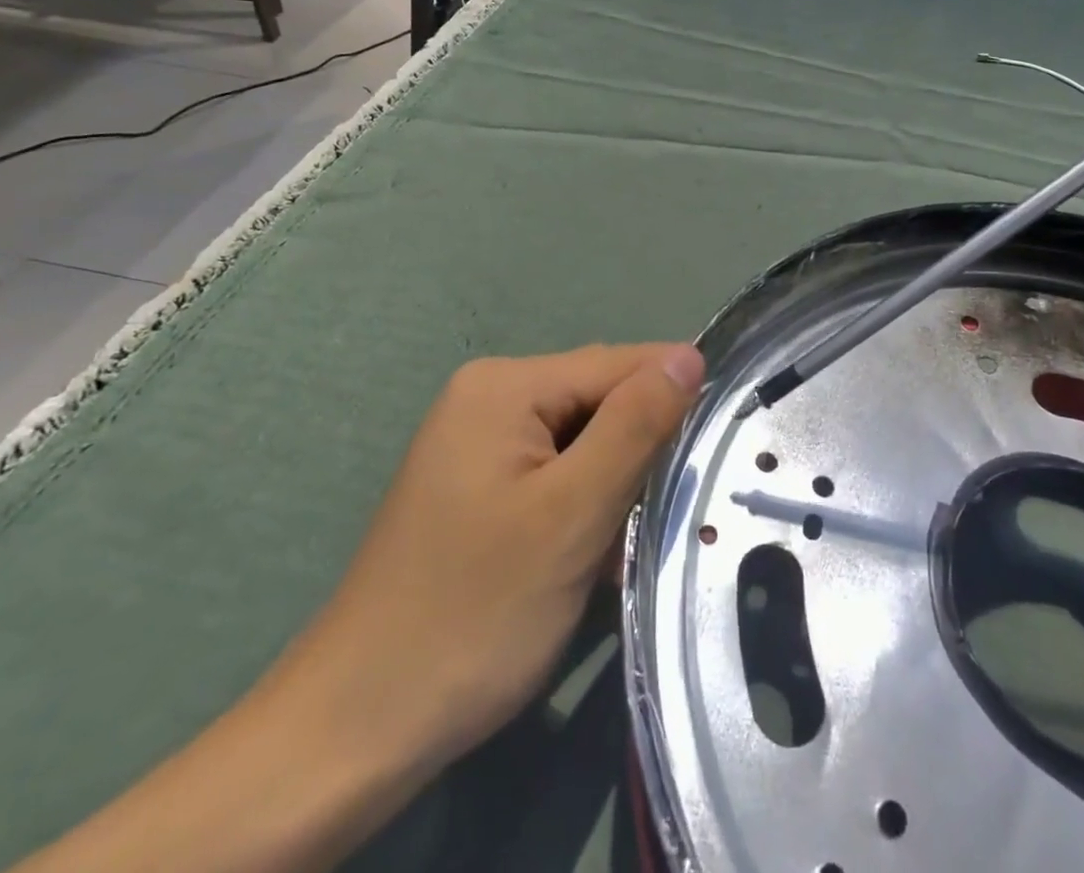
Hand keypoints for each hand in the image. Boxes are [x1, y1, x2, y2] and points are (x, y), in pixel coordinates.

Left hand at [273, 343, 703, 787]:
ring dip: (616, 482)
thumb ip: (635, 426)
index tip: (724, 438)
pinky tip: (596, 551)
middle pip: (596, 400)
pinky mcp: (478, 487)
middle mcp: (487, 398)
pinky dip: (585, 504)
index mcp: (504, 386)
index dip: (672, 396)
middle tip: (680, 501)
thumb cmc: (475, 612)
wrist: (359, 727)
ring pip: (581, 441)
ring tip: (639, 533)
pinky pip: (554, 473)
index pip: (616, 364)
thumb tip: (688, 356)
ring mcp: (478, 444)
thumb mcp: (572, 513)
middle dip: (641, 446)